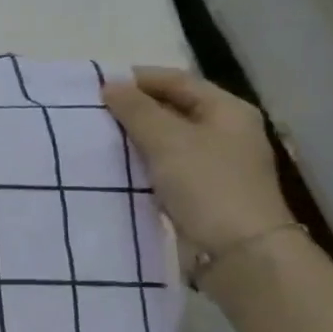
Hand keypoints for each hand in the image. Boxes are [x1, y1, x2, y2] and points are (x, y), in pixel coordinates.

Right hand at [101, 68, 292, 254]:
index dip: (137, 79)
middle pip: (172, 107)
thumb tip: (110, 85)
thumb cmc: (207, 185)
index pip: (176, 80)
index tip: (96, 86)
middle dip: (134, 108)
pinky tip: (117, 166)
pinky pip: (165, 164)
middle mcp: (225, 131)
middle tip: (93, 112)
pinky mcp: (202, 189)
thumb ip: (136, 110)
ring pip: (167, 138)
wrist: (239, 252)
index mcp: (227, 110)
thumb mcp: (167, 140)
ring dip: (135, 136)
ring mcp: (215, 162)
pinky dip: (142, 161)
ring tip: (99, 137)